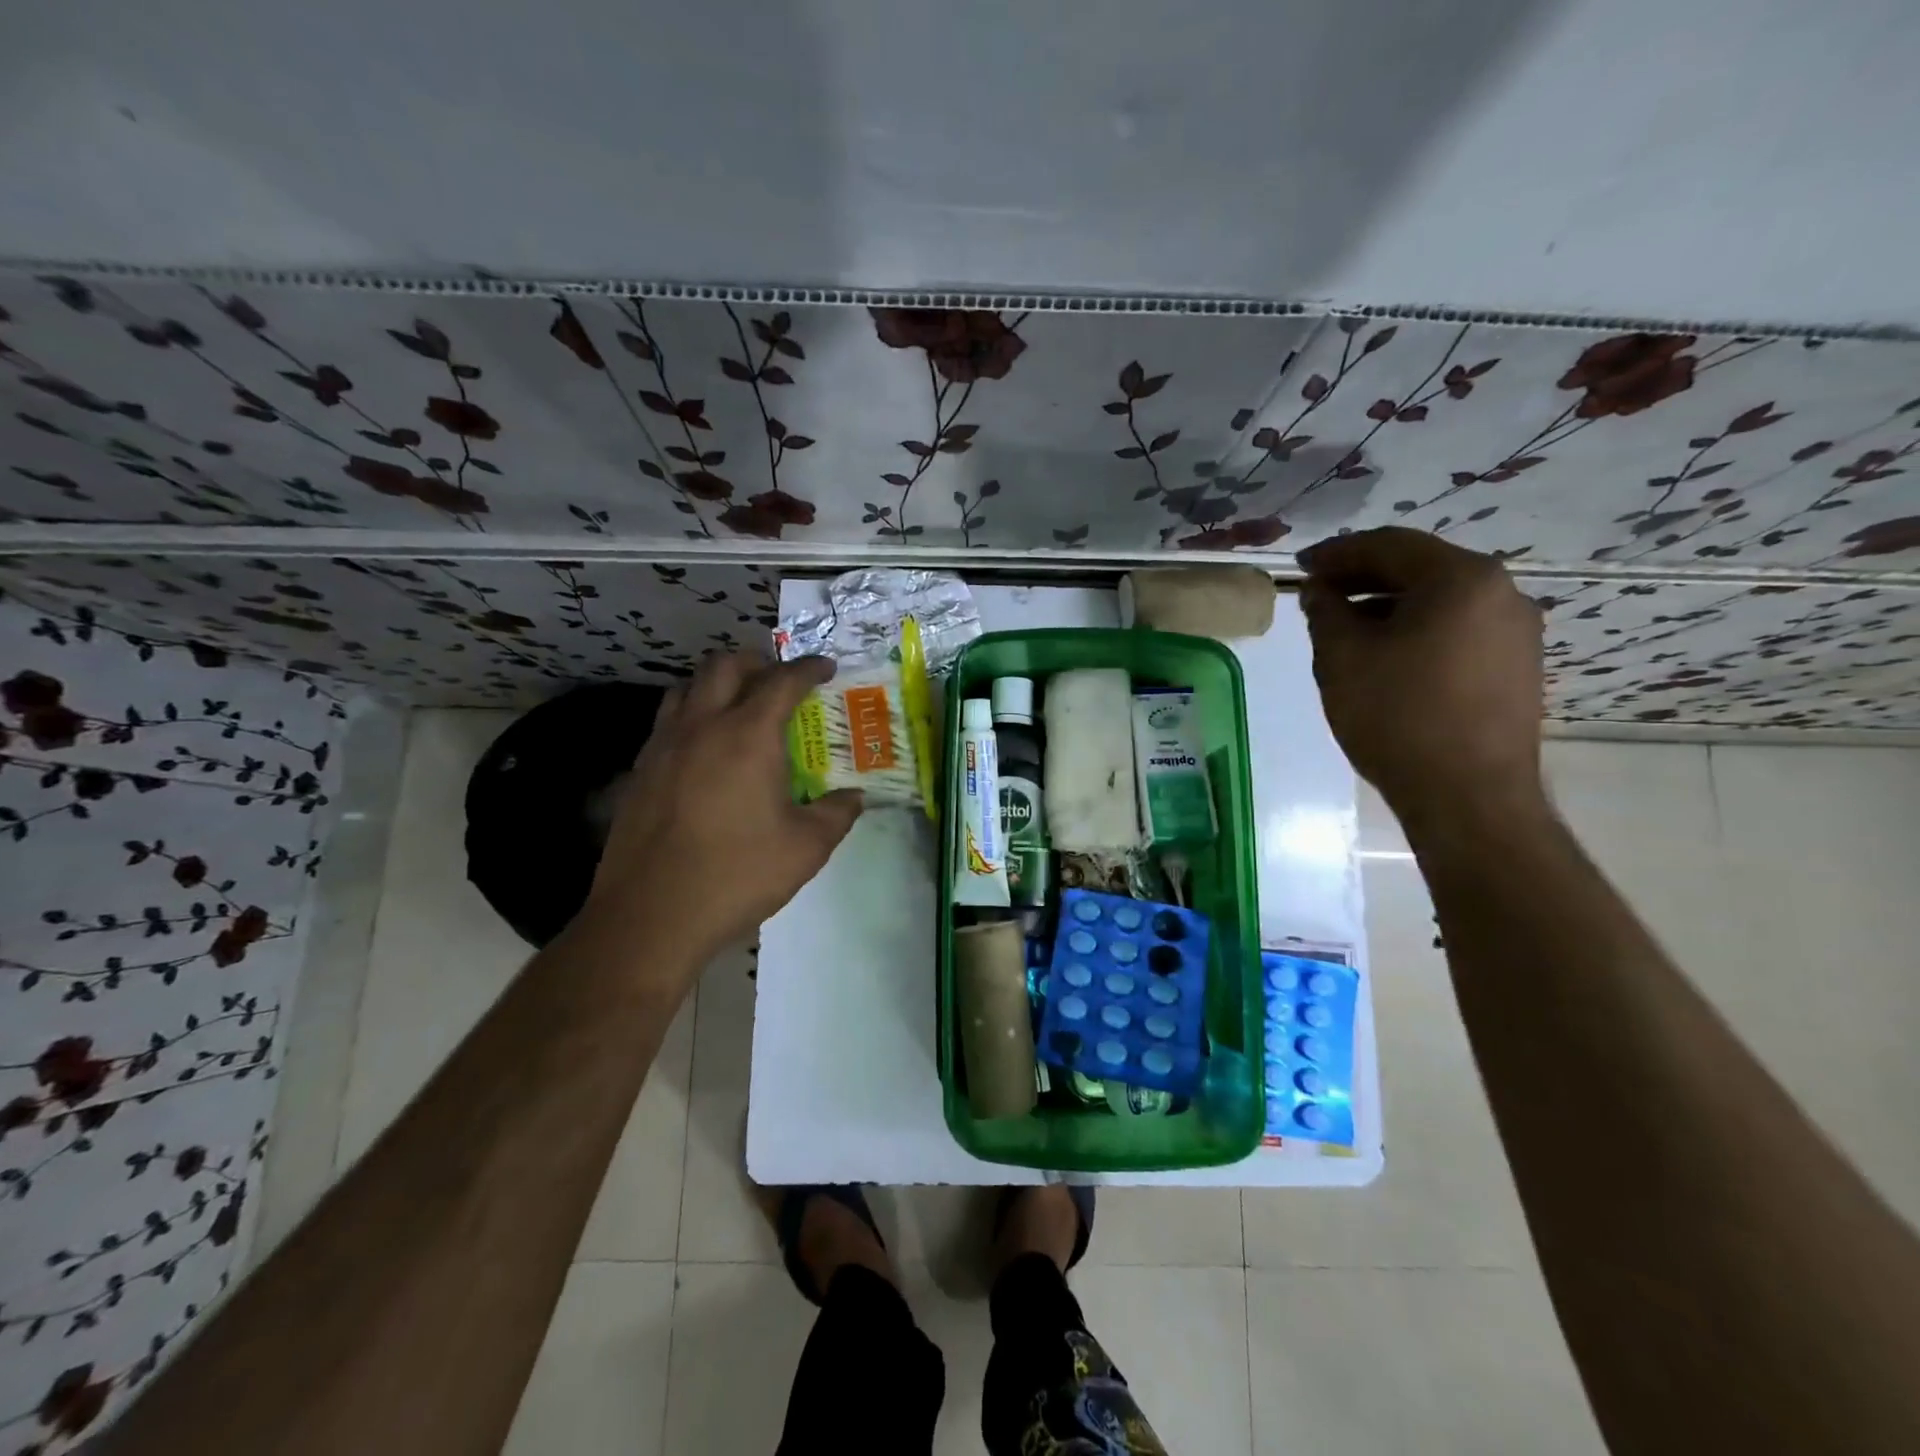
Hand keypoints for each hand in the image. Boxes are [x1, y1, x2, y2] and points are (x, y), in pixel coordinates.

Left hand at [584, 652, 863, 965]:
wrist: (651, 915)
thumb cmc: (737, 875)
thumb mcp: (806, 848)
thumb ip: (837, 814)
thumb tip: (855, 797)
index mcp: (748, 736)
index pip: (782, 681)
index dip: (808, 668)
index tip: (825, 668)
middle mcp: (702, 726)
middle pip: (725, 666)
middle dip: (757, 661)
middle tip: (779, 679)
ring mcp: (664, 746)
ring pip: (687, 686)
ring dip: (717, 682)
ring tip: (738, 704)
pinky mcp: (640, 771)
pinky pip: (668, 720)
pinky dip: (692, 714)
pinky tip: (704, 748)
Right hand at [1299, 527, 1545, 827]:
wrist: (1469, 797)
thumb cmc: (1398, 717)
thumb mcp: (1342, 658)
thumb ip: (1325, 612)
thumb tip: (1321, 591)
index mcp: (1461, 579)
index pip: (1390, 545)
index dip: (1338, 553)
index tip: (1300, 566)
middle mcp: (1502, 592)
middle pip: (1420, 569)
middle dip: (1364, 578)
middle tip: (1319, 597)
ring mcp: (1517, 631)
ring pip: (1441, 601)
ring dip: (1389, 605)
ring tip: (1346, 629)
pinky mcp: (1518, 666)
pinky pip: (1458, 629)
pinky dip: (1417, 630)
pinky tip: (1387, 656)